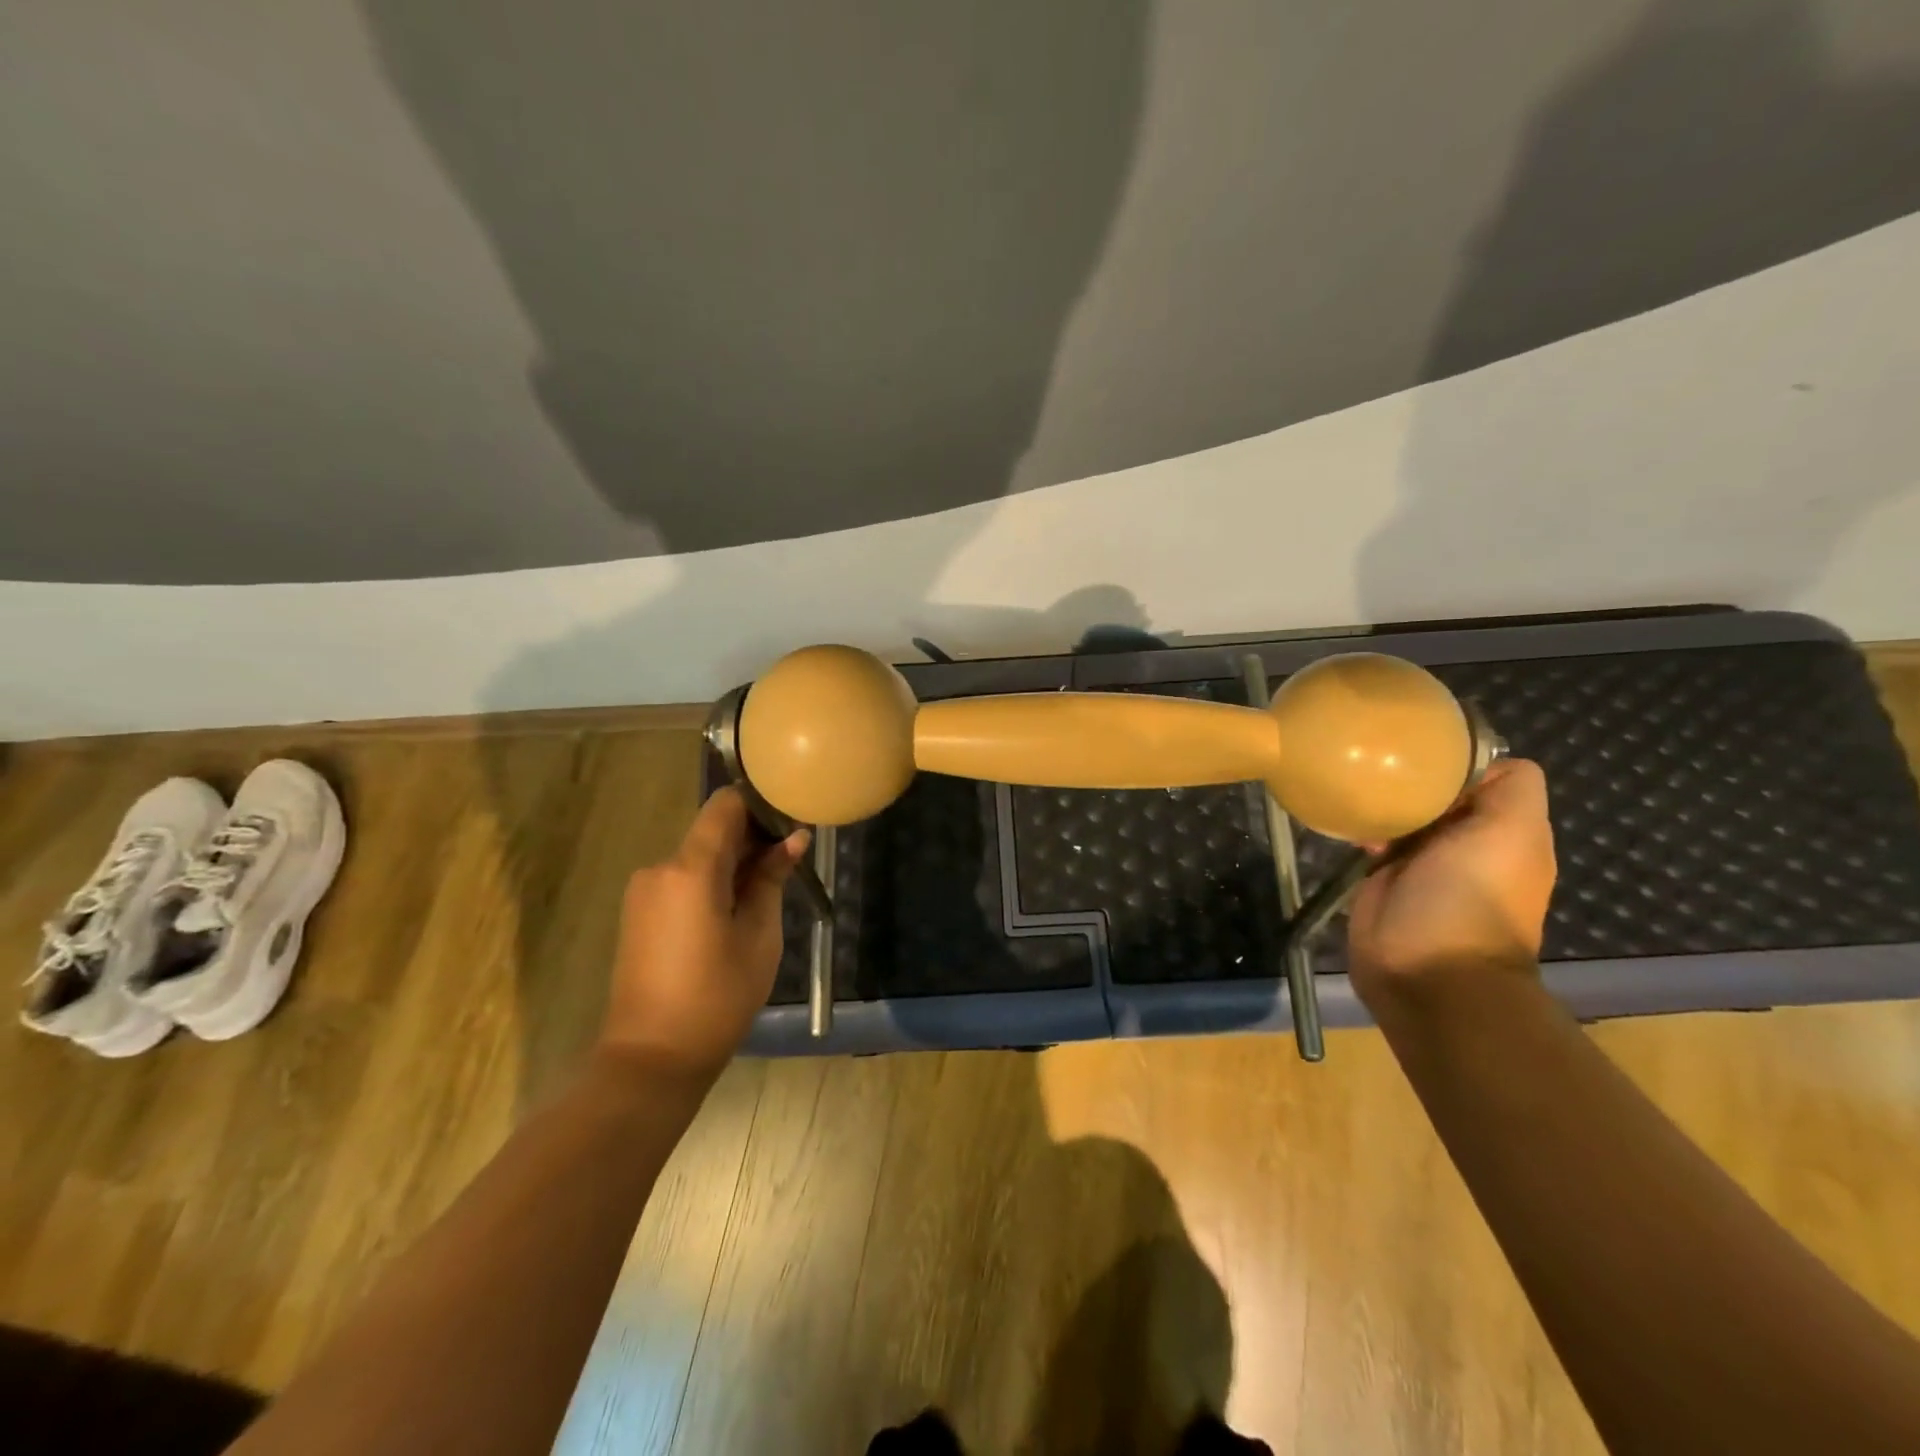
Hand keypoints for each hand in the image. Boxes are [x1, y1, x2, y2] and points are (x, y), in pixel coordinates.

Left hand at [601, 788, 808, 1077]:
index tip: (790, 821)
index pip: (725, 805)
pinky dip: (712, 883)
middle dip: (752, 838)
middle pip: (712, 831)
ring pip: (698, 857)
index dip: (760, 805)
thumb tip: (793, 839)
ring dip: (733, 864)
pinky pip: (682, 881)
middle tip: (790, 860)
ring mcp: (644, 892)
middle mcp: (660, 868)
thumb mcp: (759, 936)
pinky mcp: (639, 914)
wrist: (651, 1059)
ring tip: (767, 892)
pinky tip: (735, 912)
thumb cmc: (717, 997)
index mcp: (690, 869)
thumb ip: (772, 879)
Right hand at [1346, 758, 1556, 1006]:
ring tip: (1357, 786)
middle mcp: (1466, 840)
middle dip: (1412, 776)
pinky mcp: (1382, 876)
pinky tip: (1344, 818)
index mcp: (1505, 829)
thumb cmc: (1470, 897)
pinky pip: (1371, 837)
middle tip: (1379, 762)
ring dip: (1382, 800)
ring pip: (1402, 811)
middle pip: (1438, 790)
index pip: (1483, 774)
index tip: (1422, 749)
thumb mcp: (1511, 831)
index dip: (1457, 759)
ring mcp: (1421, 860)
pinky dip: (1359, 825)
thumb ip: (1511, 786)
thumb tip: (1477, 759)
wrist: (1425, 971)